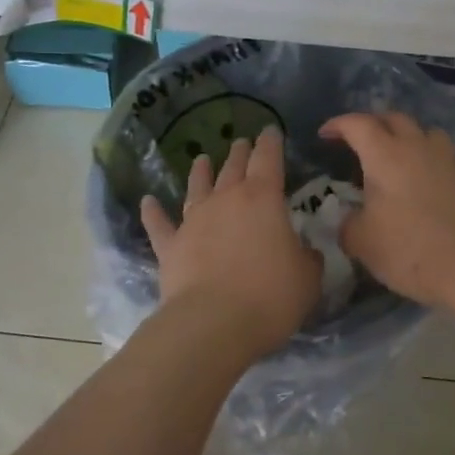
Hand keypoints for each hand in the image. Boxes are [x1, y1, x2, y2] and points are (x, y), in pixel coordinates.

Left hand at [140, 126, 321, 358]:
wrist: (213, 324)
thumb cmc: (270, 296)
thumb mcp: (307, 278)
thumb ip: (307, 258)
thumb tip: (305, 251)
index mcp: (263, 198)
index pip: (269, 159)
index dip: (271, 143)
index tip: (270, 131)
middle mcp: (226, 200)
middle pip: (233, 168)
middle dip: (240, 153)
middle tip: (242, 142)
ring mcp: (194, 221)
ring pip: (197, 187)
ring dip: (200, 172)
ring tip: (201, 158)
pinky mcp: (171, 247)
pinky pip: (160, 224)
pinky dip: (153, 212)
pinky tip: (147, 202)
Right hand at [318, 112, 454, 307]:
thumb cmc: (405, 249)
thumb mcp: (360, 241)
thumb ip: (348, 223)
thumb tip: (350, 219)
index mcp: (384, 155)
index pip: (357, 124)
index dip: (338, 124)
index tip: (325, 134)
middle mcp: (416, 147)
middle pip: (394, 118)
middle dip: (373, 123)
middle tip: (360, 140)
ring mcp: (446, 159)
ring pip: (426, 131)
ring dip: (409, 136)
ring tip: (400, 153)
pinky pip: (446, 155)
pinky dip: (432, 159)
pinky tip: (428, 177)